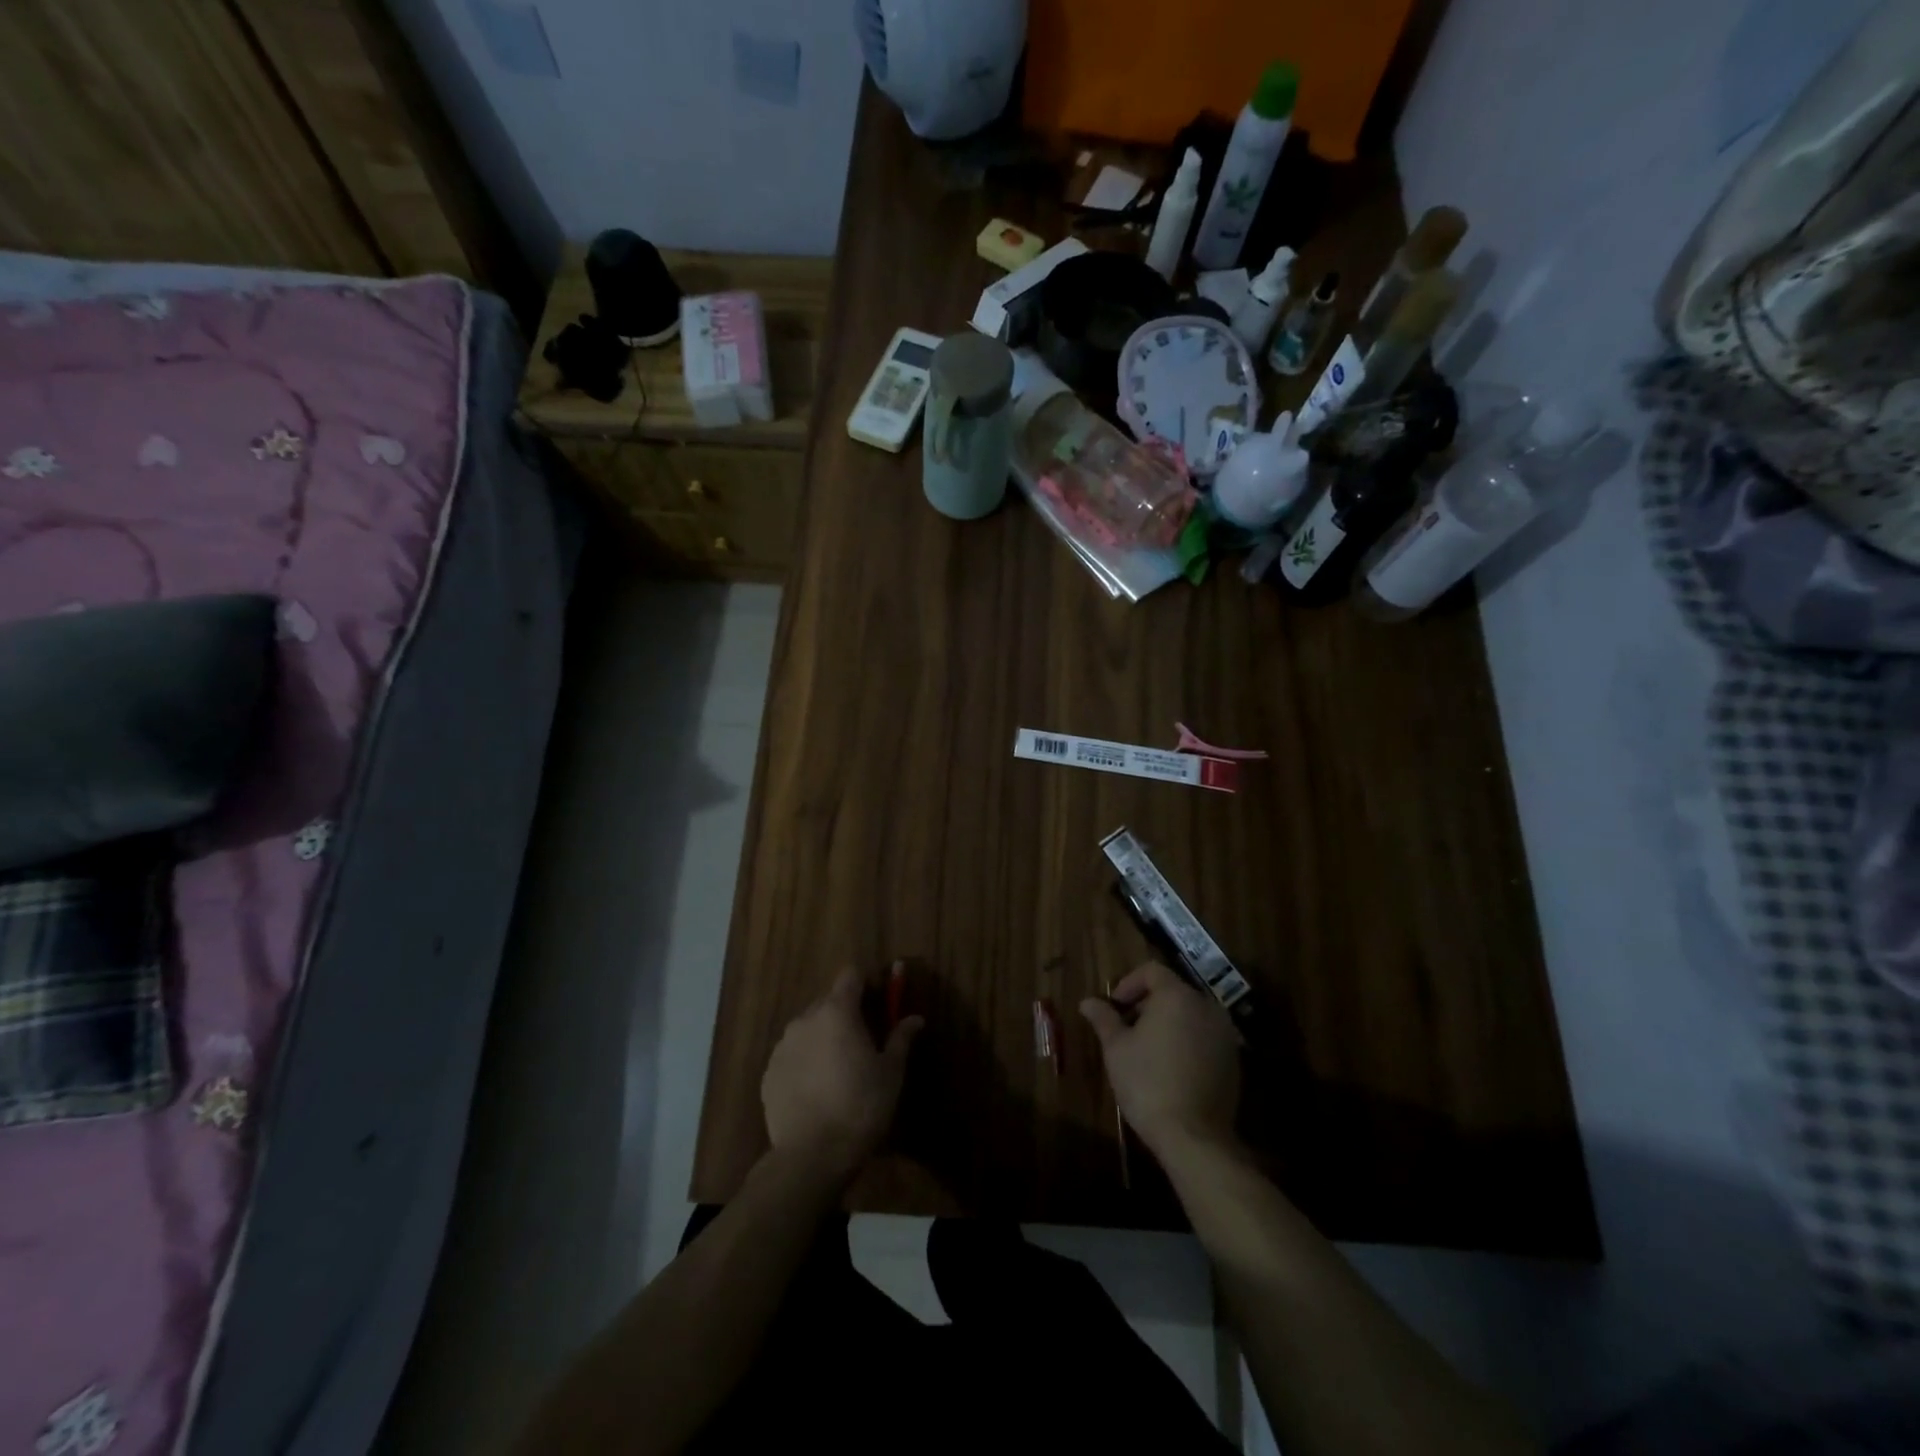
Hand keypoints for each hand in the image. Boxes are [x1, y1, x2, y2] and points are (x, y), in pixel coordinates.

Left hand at [762, 965, 922, 1182]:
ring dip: (823, 1037)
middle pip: (828, 1001)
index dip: (866, 983)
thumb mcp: (891, 1072)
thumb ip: (901, 1038)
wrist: (812, 1156)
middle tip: (863, 1041)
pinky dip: (805, 1061)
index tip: (878, 1001)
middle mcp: (805, 1020)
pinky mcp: (768, 1074)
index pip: (850, 975)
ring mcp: (782, 1046)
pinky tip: (817, 1090)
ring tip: (838, 1069)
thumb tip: (915, 1018)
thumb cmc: (861, 1106)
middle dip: (845, 1013)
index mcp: (838, 1012)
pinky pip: (792, 1055)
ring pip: (808, 1028)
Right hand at [1081, 962, 1241, 1157]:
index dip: (1128, 984)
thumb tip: (1087, 1002)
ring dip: (1168, 1022)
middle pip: (1172, 991)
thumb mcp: (1116, 1048)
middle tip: (1126, 1028)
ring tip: (1147, 1049)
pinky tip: (1171, 1067)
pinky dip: (1187, 1040)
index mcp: (1177, 996)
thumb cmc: (1147, 1082)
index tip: (1115, 1008)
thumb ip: (1103, 1018)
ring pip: (1190, 1014)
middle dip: (1147, 1004)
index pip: (1151, 971)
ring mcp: (1224, 1033)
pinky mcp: (1233, 1059)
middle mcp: (1206, 1006)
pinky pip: (1204, 1036)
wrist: (1193, 1136)